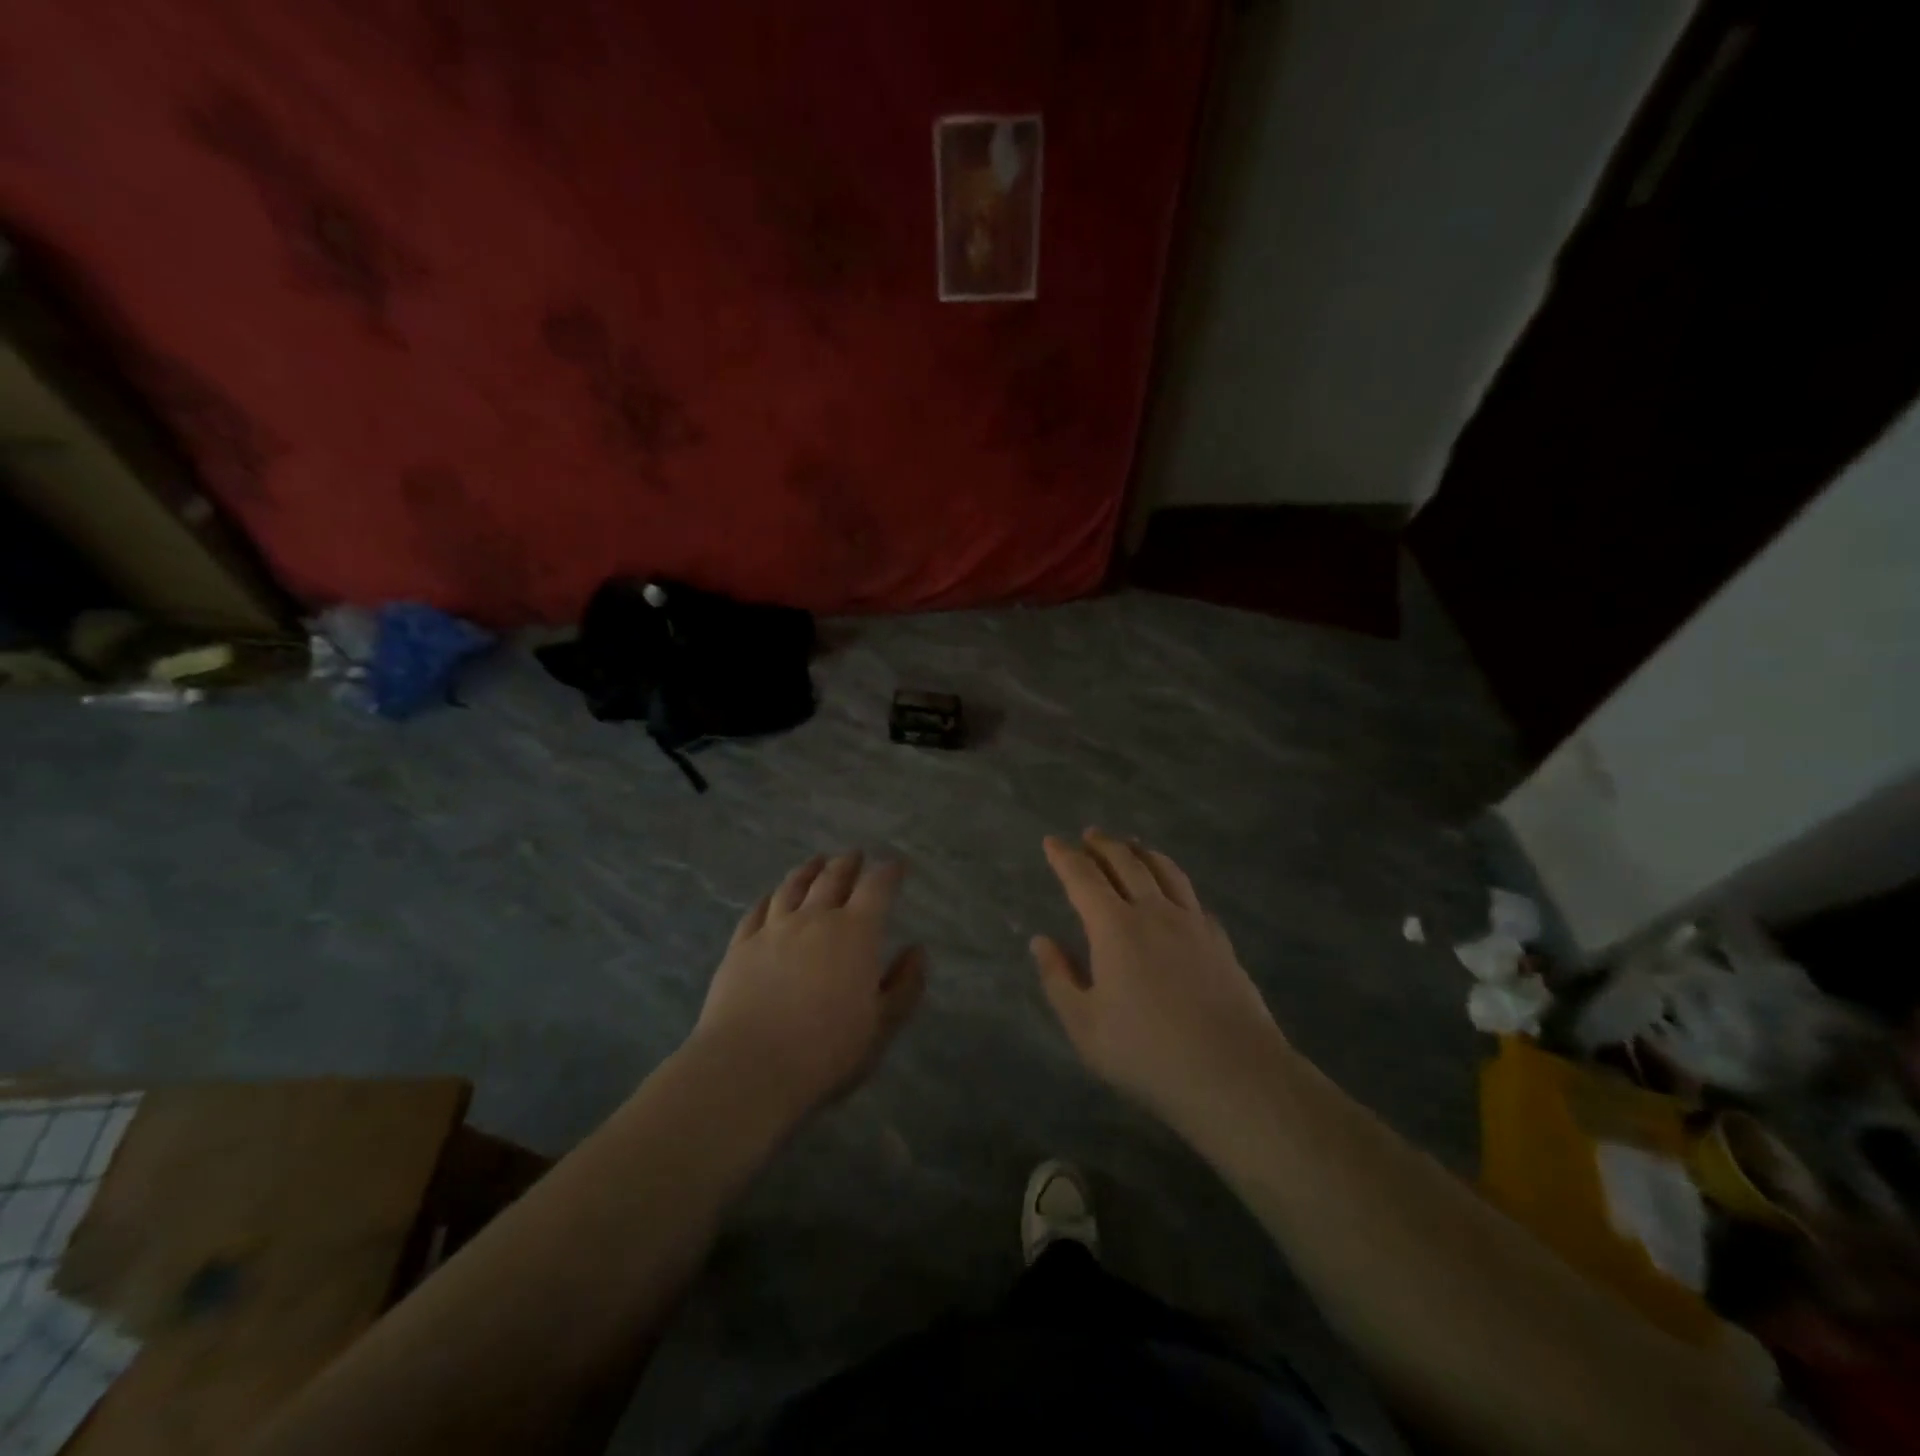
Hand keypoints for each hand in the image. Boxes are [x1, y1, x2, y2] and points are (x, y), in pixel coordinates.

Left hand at [691, 851, 925, 1118]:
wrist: (749, 1067)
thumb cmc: (826, 1050)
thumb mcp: (881, 1025)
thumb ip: (905, 985)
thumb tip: (917, 950)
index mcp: (855, 933)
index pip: (876, 888)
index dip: (888, 872)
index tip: (896, 865)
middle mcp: (814, 919)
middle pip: (832, 878)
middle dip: (847, 863)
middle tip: (854, 855)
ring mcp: (772, 929)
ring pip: (793, 887)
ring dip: (808, 870)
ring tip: (816, 862)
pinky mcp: (740, 946)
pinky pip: (757, 910)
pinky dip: (769, 898)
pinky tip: (771, 896)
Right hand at [1031, 830, 1283, 1129]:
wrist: (1234, 1074)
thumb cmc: (1147, 1053)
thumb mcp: (1085, 1026)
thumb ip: (1059, 978)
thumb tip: (1041, 941)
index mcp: (1115, 928)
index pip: (1083, 879)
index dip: (1064, 857)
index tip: (1052, 842)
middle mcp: (1154, 913)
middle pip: (1126, 863)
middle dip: (1104, 845)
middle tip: (1090, 835)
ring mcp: (1193, 924)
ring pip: (1165, 871)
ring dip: (1142, 852)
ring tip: (1132, 846)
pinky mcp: (1220, 941)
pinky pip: (1192, 897)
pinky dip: (1174, 882)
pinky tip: (1175, 893)